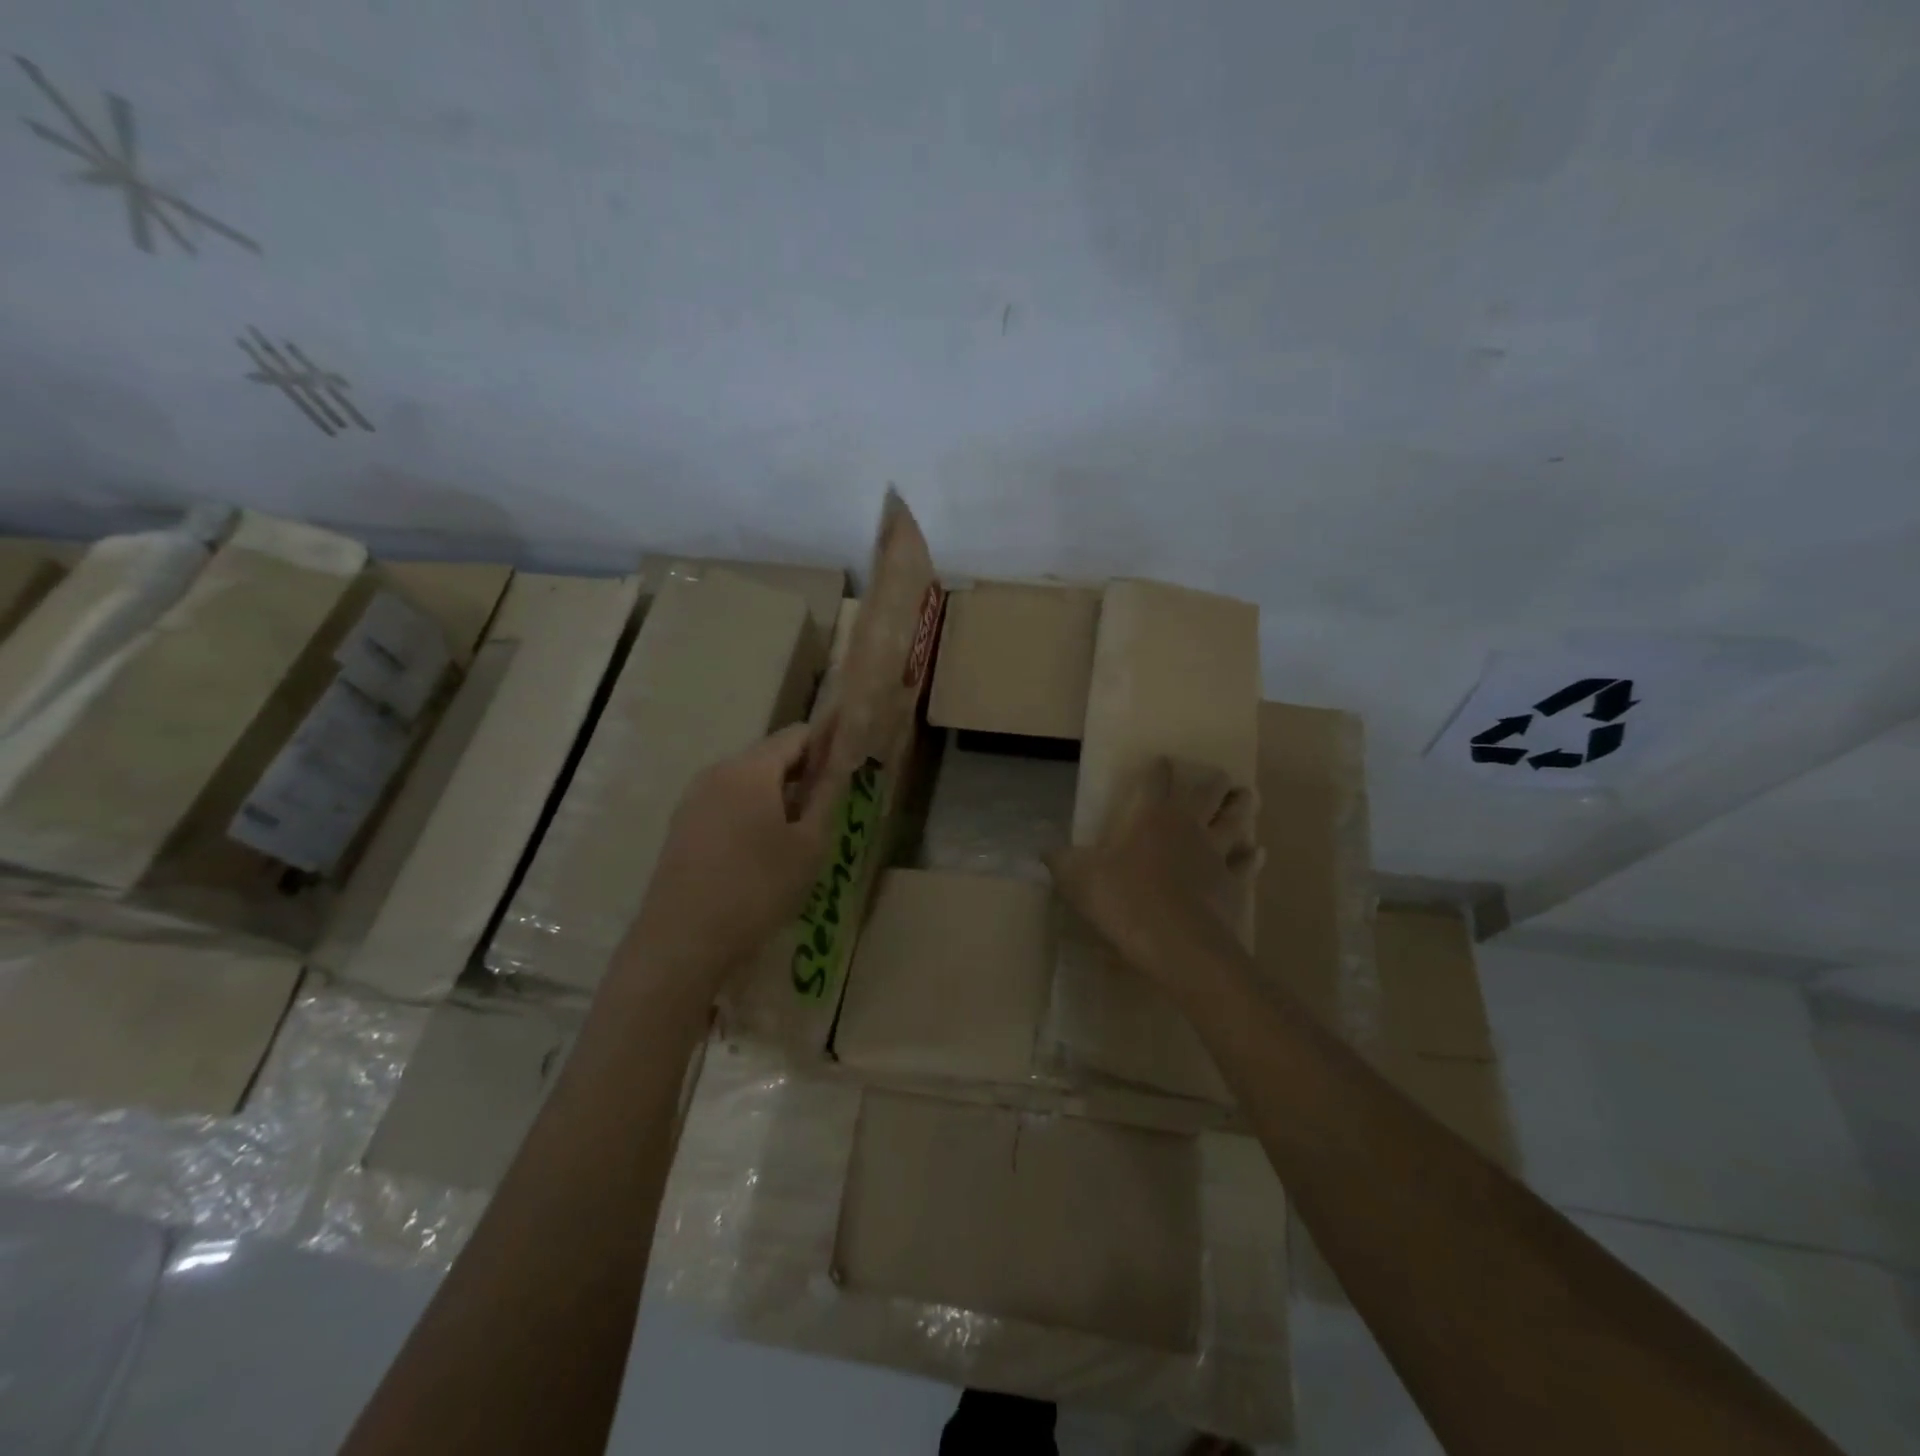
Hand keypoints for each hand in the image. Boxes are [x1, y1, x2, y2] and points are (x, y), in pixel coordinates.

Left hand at [623, 721, 836, 998]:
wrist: (683, 942)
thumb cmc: (758, 888)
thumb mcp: (809, 844)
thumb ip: (828, 793)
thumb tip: (841, 758)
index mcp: (750, 768)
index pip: (797, 734)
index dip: (827, 747)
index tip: (847, 774)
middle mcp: (717, 771)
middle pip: (770, 756)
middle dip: (802, 775)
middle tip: (828, 812)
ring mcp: (694, 798)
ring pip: (748, 782)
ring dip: (777, 797)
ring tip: (797, 838)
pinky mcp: (682, 826)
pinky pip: (726, 803)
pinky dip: (751, 813)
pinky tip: (762, 853)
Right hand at [1045, 756, 1259, 988]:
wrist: (1176, 943)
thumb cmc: (1124, 900)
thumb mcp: (1078, 879)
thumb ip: (1061, 861)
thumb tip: (1043, 850)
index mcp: (1151, 817)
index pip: (1157, 781)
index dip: (1159, 769)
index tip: (1163, 760)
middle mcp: (1187, 826)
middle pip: (1207, 793)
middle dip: (1213, 781)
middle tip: (1219, 775)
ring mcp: (1215, 855)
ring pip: (1235, 821)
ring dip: (1242, 806)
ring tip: (1248, 795)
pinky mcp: (1233, 885)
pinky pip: (1247, 865)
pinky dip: (1253, 857)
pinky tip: (1258, 851)